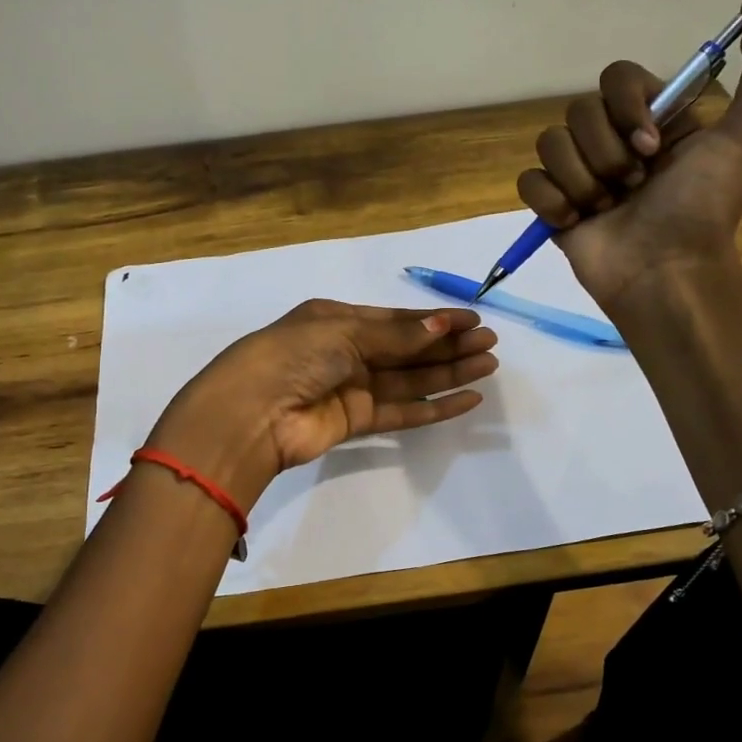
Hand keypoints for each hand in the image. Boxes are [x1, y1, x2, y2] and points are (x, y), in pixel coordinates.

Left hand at [148, 301, 498, 508]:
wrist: (251, 413)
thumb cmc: (293, 356)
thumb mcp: (343, 333)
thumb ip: (396, 335)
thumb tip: (443, 327)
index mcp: (336, 320)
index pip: (395, 320)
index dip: (435, 320)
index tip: (473, 320)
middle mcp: (346, 352)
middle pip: (407, 349)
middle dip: (448, 345)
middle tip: (490, 343)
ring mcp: (352, 388)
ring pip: (410, 379)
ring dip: (448, 373)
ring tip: (488, 365)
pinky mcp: (356, 422)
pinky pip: (403, 411)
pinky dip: (434, 407)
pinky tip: (466, 398)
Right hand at [517, 0, 741, 312]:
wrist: (664, 270)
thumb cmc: (704, 205)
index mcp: (655, 120)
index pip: (616, 78)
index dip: (627, 106)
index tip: (652, 145)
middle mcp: (614, 141)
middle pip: (578, 111)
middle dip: (606, 152)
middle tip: (633, 186)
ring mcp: (580, 174)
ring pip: (550, 144)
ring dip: (582, 179)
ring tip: (606, 208)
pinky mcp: (552, 206)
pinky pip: (529, 181)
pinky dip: (551, 201)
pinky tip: (576, 222)